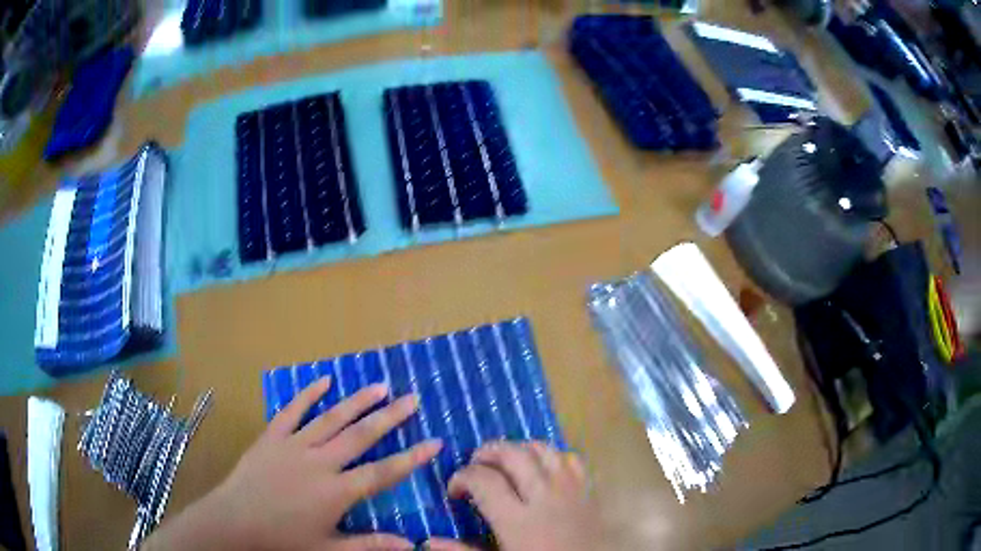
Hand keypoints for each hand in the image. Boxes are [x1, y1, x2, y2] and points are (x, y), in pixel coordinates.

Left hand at [143, 377, 441, 550]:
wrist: (234, 522)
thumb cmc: (283, 540)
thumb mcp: (329, 549)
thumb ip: (370, 544)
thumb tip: (410, 545)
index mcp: (336, 492)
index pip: (383, 473)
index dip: (411, 458)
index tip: (434, 441)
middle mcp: (320, 463)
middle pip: (361, 437)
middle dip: (389, 418)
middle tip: (412, 399)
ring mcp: (294, 446)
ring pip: (331, 419)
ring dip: (357, 402)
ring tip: (380, 385)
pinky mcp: (272, 437)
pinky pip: (292, 412)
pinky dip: (308, 395)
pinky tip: (324, 381)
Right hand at [426, 442, 601, 550]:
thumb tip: (427, 541)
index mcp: (518, 521)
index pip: (484, 480)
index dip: (462, 477)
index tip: (455, 490)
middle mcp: (544, 497)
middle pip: (514, 455)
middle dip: (488, 451)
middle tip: (475, 464)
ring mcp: (570, 490)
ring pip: (543, 449)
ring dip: (519, 448)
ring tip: (504, 461)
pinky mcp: (588, 490)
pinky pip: (570, 458)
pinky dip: (552, 454)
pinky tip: (541, 467)